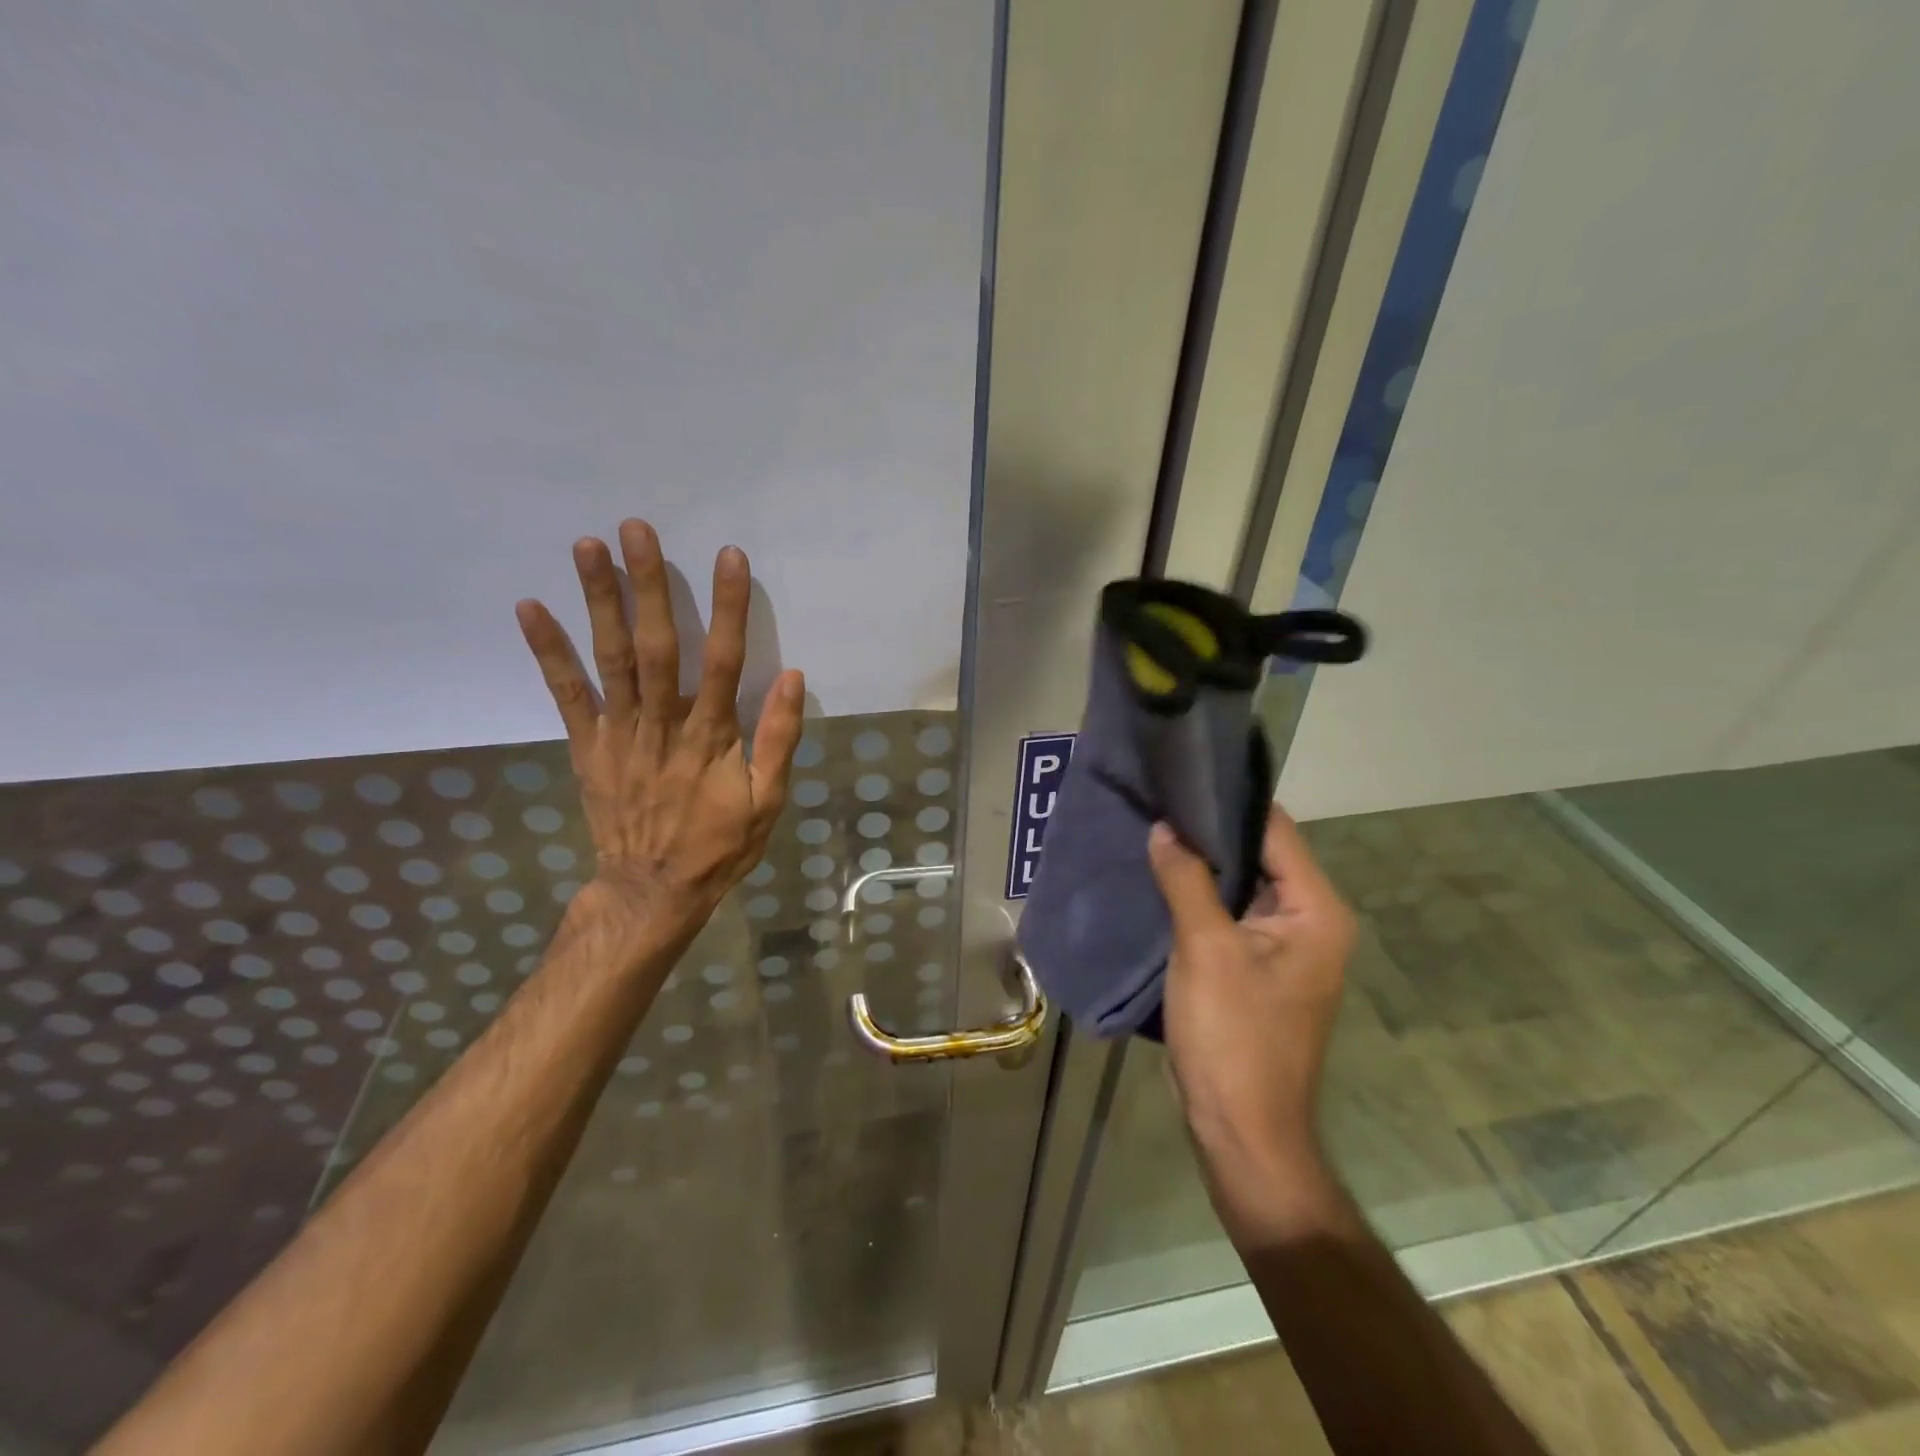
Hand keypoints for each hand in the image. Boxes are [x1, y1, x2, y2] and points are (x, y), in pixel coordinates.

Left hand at [515, 519, 804, 947]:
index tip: (728, 557)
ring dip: (598, 601)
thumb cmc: (719, 846)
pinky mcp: (588, 746)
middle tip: (636, 529)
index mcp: (711, 737)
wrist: (652, 891)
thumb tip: (792, 677)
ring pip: (610, 659)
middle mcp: (662, 724)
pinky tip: (530, 607)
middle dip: (648, 585)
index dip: (728, 607)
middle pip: (657, 646)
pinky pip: (567, 695)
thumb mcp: (768, 802)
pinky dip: (548, 652)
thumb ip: (779, 739)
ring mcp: (619, 733)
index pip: (723, 660)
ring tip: (587, 546)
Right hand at [1148, 807, 1354, 1163]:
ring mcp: (1284, 946)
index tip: (1181, 776)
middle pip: (1259, 854)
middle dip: (1208, 831)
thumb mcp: (1205, 950)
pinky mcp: (1256, 967)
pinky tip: (1160, 877)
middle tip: (1157, 800)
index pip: (1275, 831)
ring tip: (1153, 829)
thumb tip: (1165, 828)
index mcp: (1316, 911)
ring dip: (1201, 863)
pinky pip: (1228, 914)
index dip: (1228, 801)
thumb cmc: (1233, 1037)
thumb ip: (1186, 880)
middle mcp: (1309, 921)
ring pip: (1240, 884)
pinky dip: (1199, 895)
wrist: (1241, 1131)